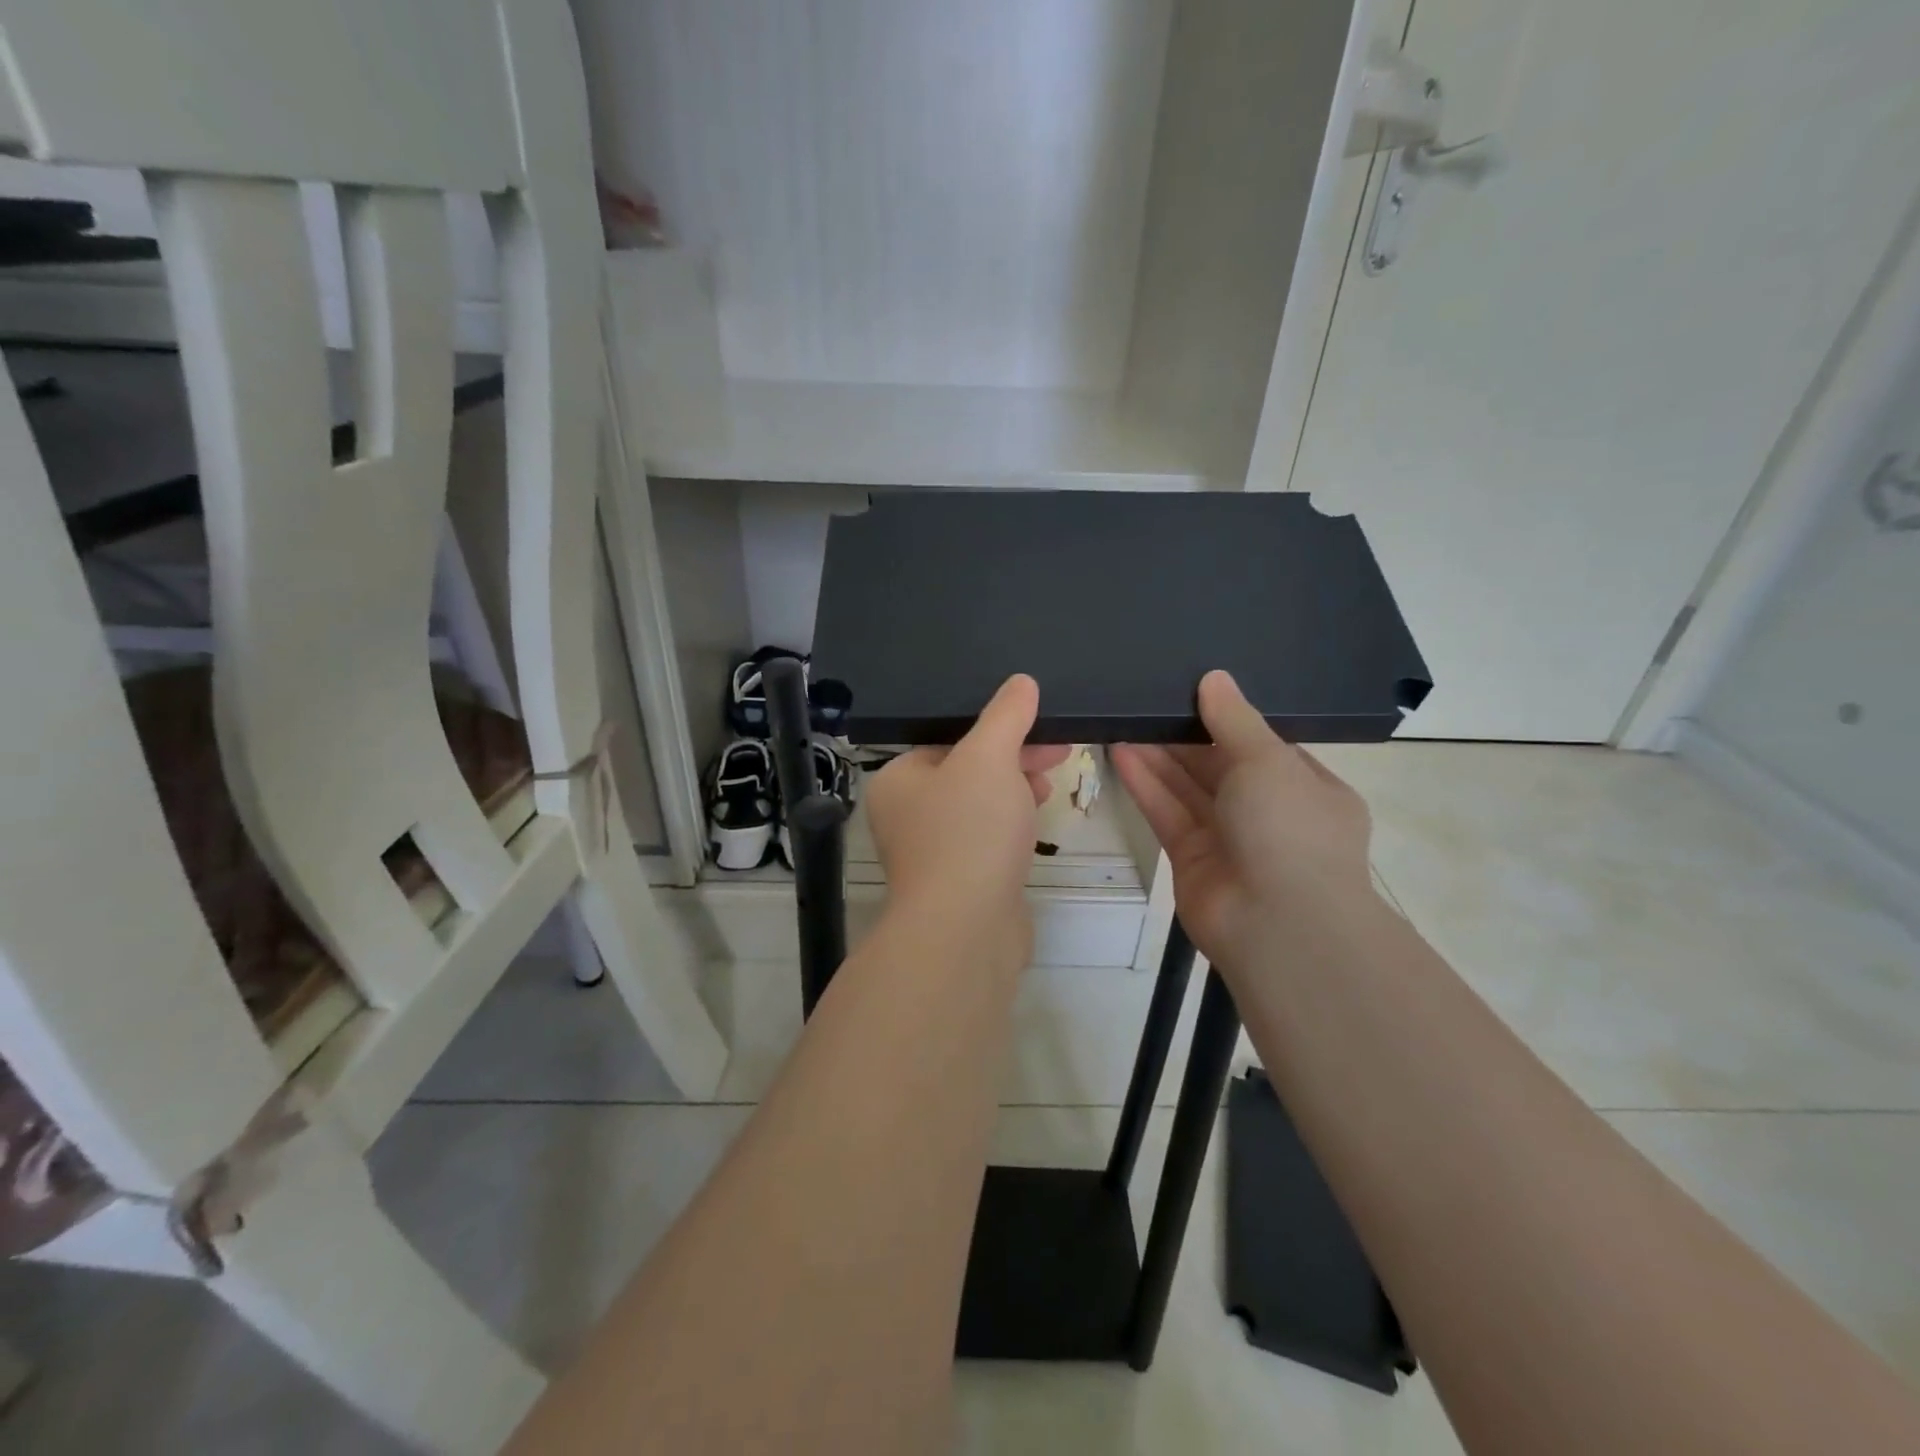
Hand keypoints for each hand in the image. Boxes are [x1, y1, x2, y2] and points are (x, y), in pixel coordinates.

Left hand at [864, 675, 1069, 960]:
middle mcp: (907, 815)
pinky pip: (987, 841)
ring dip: (1015, 792)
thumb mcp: (989, 758)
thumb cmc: (968, 831)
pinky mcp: (959, 882)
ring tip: (1048, 788)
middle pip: (967, 772)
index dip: (996, 729)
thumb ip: (1006, 716)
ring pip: (980, 807)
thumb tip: (1022, 682)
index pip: (948, 739)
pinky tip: (1034, 828)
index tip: (1039, 727)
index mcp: (898, 780)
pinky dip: (1011, 828)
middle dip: (1013, 759)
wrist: (966, 930)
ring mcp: (932, 853)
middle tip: (1057, 754)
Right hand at [1112, 670, 1376, 972]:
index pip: (1264, 744)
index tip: (1192, 689)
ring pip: (1188, 788)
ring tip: (1123, 718)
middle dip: (1184, 735)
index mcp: (1306, 787)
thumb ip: (1234, 719)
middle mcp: (1269, 812)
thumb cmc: (1290, 829)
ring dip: (1158, 756)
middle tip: (1145, 700)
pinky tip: (1120, 751)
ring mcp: (1229, 838)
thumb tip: (1213, 677)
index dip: (1228, 717)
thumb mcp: (1269, 760)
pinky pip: (1168, 812)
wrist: (1279, 926)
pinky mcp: (1192, 859)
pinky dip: (1147, 784)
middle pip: (1219, 764)